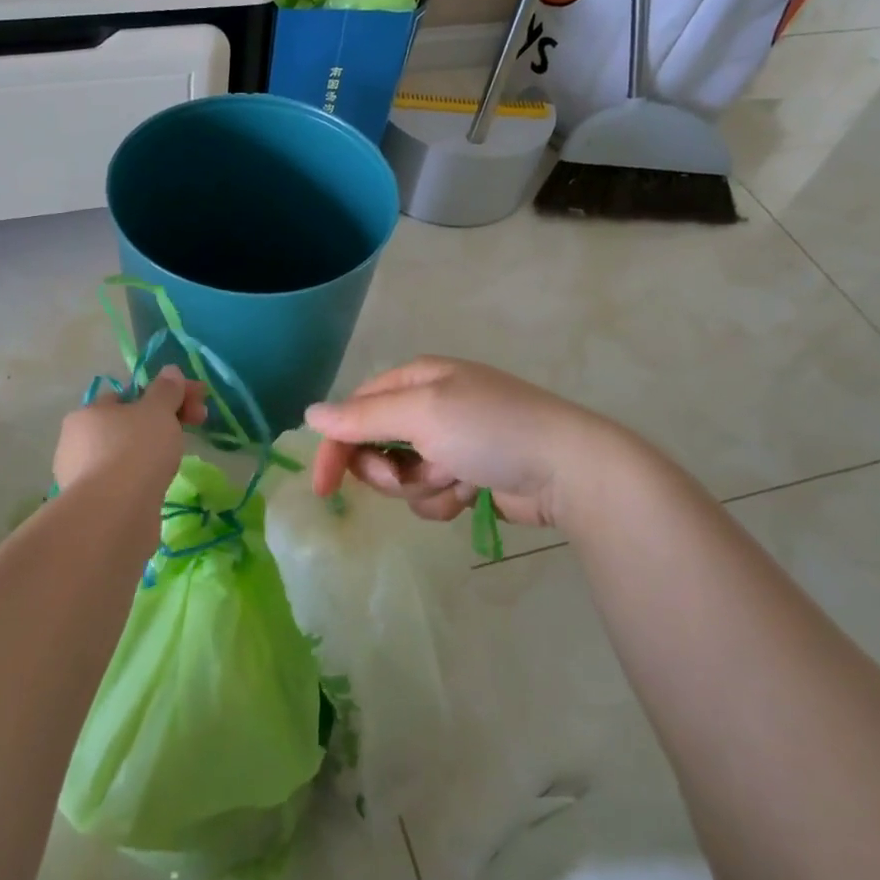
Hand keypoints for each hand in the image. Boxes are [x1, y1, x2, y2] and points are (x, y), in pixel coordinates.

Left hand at [52, 368, 208, 494]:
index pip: (128, 395)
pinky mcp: (93, 507)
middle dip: (161, 423)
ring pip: (125, 455)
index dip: (164, 396)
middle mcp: (76, 443)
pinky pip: (123, 483)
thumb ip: (166, 390)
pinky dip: (142, 480)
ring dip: (151, 453)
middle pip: (127, 425)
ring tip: (175, 462)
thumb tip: (170, 371)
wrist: (115, 515)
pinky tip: (158, 487)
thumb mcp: (158, 411)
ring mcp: (81, 477)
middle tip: (194, 428)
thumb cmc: (136, 451)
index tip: (195, 405)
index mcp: (88, 413)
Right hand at [305, 356, 599, 527]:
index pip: (355, 410)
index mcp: (415, 379)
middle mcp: (428, 406)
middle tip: (408, 479)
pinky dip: (444, 499)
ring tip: (455, 481)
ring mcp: (449, 442)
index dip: (336, 447)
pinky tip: (471, 494)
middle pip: (374, 446)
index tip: (324, 488)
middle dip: (388, 471)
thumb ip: (362, 417)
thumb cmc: (491, 429)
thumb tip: (310, 414)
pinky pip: (431, 495)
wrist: (568, 469)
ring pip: (402, 477)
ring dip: (421, 487)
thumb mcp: (422, 414)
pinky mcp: (467, 475)